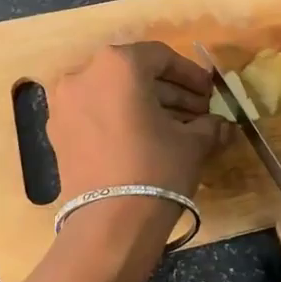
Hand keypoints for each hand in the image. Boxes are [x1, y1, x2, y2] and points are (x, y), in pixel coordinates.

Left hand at [43, 43, 227, 281]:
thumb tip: (222, 126)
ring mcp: (65, 104)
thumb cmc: (156, 168)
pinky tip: (148, 140)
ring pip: (114, 94)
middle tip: (198, 111)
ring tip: (178, 128)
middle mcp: (84, 74)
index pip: (161, 56)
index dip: (190, 74)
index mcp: (117, 64)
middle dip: (170, 91)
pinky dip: (121, 119)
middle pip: (135, 74)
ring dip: (147, 106)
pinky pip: (96, 114)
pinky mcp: (58, 133)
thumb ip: (209, 125)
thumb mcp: (193, 142)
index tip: (210, 93)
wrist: (109, 224)